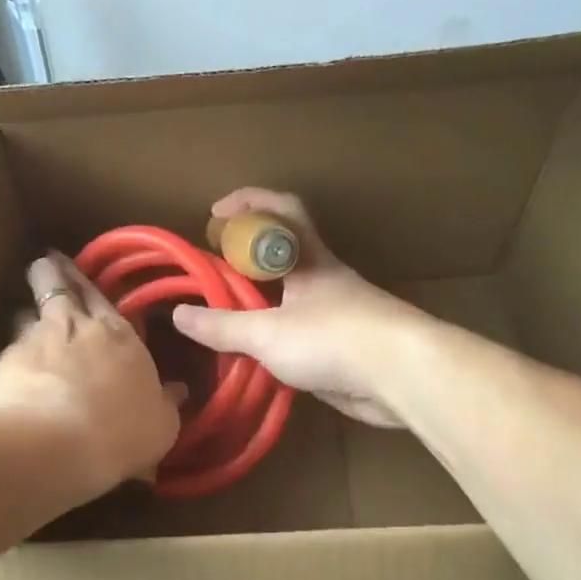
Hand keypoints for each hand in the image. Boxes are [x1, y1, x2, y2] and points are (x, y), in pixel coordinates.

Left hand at [0, 252, 184, 499]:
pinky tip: (9, 366)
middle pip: (61, 288)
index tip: (75, 270)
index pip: (102, 298)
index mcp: (120, 336)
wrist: (52, 444)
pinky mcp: (5, 360)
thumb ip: (166, 403)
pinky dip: (11, 352)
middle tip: (46, 263)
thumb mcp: (160, 426)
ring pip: (28, 311)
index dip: (86, 282)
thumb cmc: (119, 434)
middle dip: (53, 273)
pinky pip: (9, 347)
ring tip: (23, 314)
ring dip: (27, 311)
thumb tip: (177, 389)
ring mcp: (37, 339)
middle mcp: (78, 326)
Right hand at [172, 189, 434, 428]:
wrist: (401, 377)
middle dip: (245, 259)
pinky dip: (273, 337)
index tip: (215, 213)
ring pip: (290, 297)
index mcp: (309, 259)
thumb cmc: (333, 338)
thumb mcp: (267, 333)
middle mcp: (323, 279)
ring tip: (223, 319)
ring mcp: (335, 314)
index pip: (283, 210)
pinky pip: (298, 333)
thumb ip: (223, 326)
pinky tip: (253, 356)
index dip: (250, 202)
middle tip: (212, 275)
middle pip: (282, 255)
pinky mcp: (342, 348)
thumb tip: (179, 315)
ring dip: (258, 303)